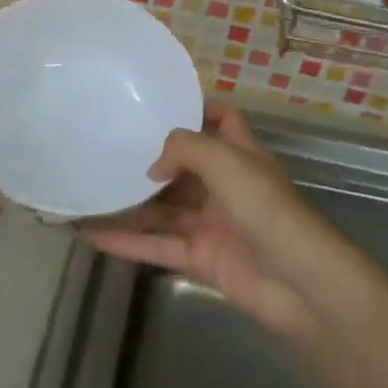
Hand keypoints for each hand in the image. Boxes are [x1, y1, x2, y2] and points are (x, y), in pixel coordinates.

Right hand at [81, 103, 348, 344]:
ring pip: (163, 208)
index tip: (157, 104)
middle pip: (183, 165)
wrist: (299, 284)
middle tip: (106, 145)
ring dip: (129, 202)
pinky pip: (157, 244)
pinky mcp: (199, 258)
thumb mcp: (227, 162)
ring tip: (88, 190)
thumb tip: (152, 166)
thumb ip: (184, 149)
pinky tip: (91, 234)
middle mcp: (224, 185)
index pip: (221, 120)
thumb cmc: (266, 209)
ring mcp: (211, 223)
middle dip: (149, 157)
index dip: (196, 109)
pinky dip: (127, 241)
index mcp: (240, 154)